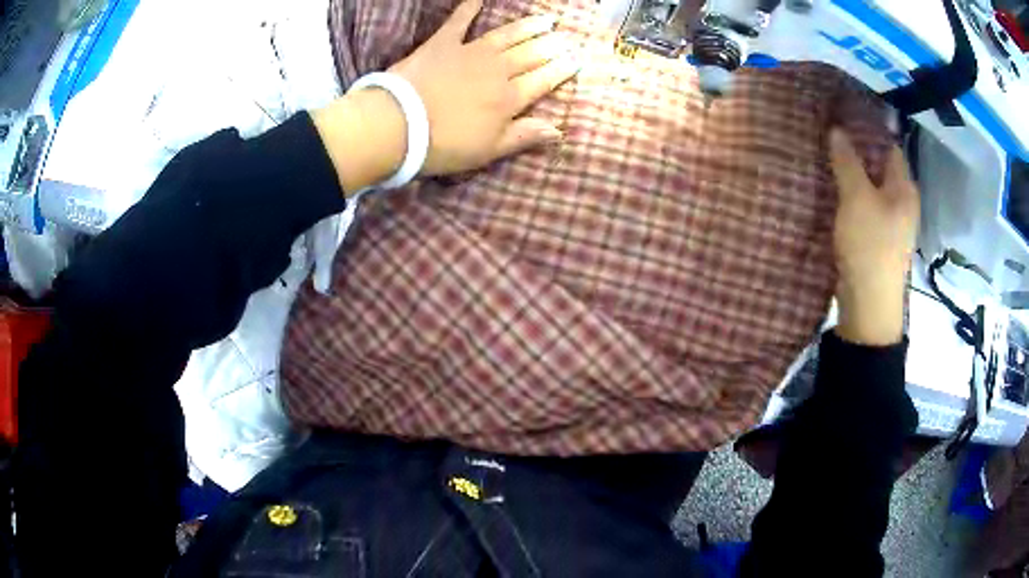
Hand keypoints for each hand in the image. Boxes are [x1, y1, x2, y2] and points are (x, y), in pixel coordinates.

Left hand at [390, 0, 579, 174]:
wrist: (398, 125)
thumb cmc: (444, 145)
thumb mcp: (489, 150)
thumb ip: (524, 136)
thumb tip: (558, 130)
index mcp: (509, 99)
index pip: (543, 80)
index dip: (562, 70)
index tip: (577, 59)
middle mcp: (497, 70)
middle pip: (530, 55)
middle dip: (551, 46)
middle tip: (566, 38)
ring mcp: (471, 53)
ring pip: (508, 35)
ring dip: (528, 27)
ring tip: (547, 19)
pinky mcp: (443, 43)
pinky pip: (459, 21)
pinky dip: (469, 8)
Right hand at [830, 128, 919, 345]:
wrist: (869, 306)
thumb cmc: (869, 246)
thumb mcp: (857, 198)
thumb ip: (847, 162)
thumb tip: (837, 130)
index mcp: (904, 188)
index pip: (889, 147)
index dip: (869, 131)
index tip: (844, 118)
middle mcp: (902, 202)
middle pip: (880, 167)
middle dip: (858, 152)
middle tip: (831, 136)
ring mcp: (891, 223)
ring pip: (872, 188)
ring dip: (854, 175)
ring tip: (829, 160)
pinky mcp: (878, 239)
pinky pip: (866, 208)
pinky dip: (852, 197)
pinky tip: (835, 192)